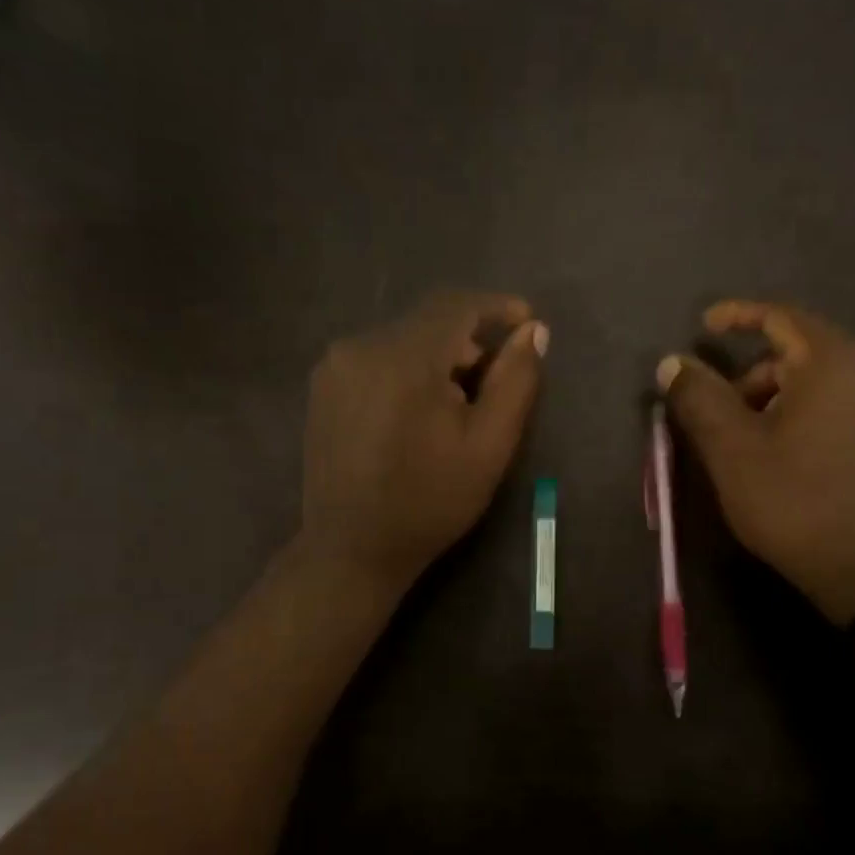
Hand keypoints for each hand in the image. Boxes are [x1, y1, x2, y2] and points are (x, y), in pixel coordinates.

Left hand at [301, 293, 547, 592]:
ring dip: (436, 359)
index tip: (526, 321)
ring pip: (401, 341)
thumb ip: (515, 381)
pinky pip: (375, 359)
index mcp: (403, 359)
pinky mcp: (322, 387)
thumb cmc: (430, 502)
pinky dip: (406, 371)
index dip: (496, 306)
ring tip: (455, 405)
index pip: (456, 306)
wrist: (352, 549)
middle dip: (467, 342)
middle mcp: (360, 347)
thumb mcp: (489, 446)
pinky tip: (416, 413)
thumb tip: (532, 331)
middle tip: (492, 384)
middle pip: (428, 323)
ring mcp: (334, 367)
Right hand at [658, 300, 854, 621]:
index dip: (737, 316)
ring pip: (820, 379)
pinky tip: (786, 453)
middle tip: (718, 416)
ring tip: (748, 444)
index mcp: (836, 360)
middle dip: (751, 376)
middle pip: (799, 351)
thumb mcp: (732, 449)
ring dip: (776, 398)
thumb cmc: (796, 502)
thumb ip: (699, 398)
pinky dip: (805, 411)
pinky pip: (842, 401)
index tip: (703, 326)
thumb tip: (671, 361)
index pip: (780, 317)